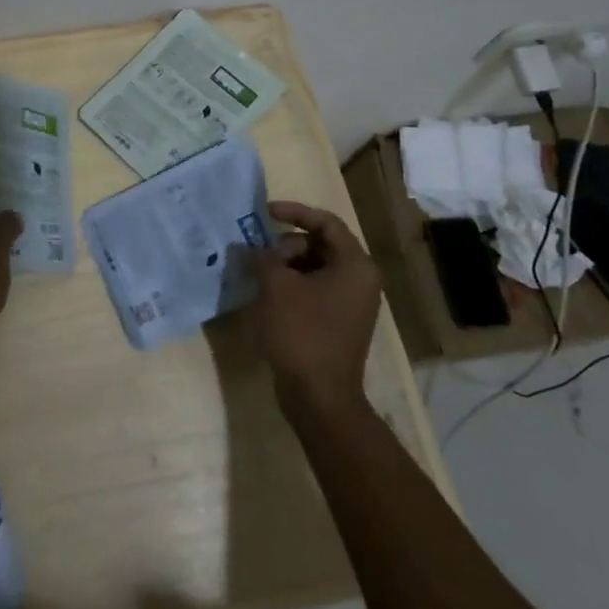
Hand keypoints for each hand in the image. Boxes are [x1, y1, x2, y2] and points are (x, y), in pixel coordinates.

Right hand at [252, 200, 382, 414]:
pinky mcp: (338, 321)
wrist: (319, 396)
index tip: (264, 212)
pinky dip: (292, 284)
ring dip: (286, 265)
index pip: (326, 222)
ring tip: (259, 275)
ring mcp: (351, 303)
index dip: (294, 212)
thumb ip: (262, 257)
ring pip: (314, 267)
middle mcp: (359, 280)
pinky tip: (268, 294)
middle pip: (320, 244)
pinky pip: (314, 288)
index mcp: (355, 266)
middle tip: (260, 257)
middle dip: (286, 245)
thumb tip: (249, 248)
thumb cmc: (302, 333)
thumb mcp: (277, 287)